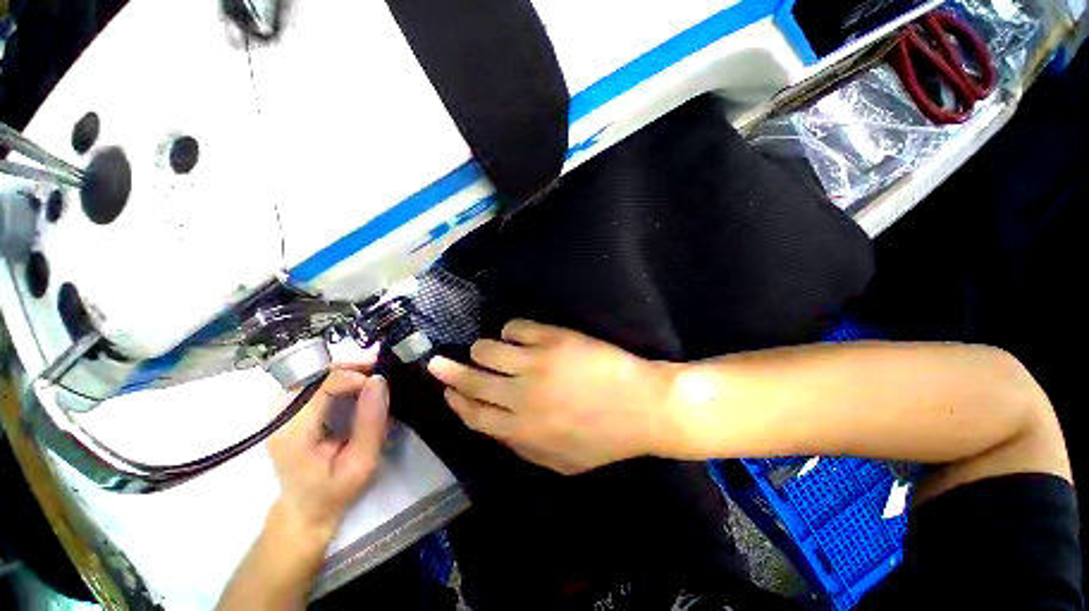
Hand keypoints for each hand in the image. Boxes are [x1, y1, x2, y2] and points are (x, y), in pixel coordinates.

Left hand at [267, 366, 389, 542]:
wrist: (305, 509)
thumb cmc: (335, 491)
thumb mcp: (362, 462)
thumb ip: (371, 422)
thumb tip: (380, 380)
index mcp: (292, 432)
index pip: (321, 385)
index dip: (355, 377)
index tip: (382, 383)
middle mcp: (278, 416)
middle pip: (316, 372)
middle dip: (353, 366)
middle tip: (383, 370)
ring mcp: (279, 411)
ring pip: (315, 372)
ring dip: (348, 369)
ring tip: (374, 375)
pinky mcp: (287, 409)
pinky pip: (315, 381)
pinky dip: (340, 376)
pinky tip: (358, 383)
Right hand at [428, 320, 673, 474]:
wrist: (642, 407)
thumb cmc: (605, 439)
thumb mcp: (561, 463)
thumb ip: (523, 448)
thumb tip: (496, 427)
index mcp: (521, 430)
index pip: (474, 414)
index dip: (456, 401)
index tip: (447, 390)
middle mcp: (519, 396)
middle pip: (472, 380)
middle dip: (448, 371)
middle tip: (437, 361)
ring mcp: (535, 364)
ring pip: (487, 350)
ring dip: (480, 348)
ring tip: (484, 348)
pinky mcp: (552, 339)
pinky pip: (516, 327)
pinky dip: (510, 330)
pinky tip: (515, 334)